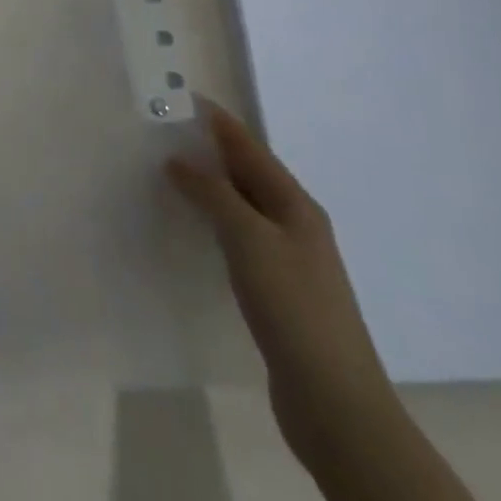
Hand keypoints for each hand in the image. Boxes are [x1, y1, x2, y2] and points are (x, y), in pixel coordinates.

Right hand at [168, 102, 399, 463]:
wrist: (334, 401)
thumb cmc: (292, 306)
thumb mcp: (248, 239)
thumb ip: (213, 194)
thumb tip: (179, 160)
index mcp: (295, 205)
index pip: (250, 148)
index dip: (218, 122)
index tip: (184, 98)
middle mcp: (296, 224)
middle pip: (248, 174)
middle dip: (211, 151)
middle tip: (166, 133)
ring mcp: (290, 260)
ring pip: (243, 207)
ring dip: (211, 187)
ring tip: (171, 173)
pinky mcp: (278, 291)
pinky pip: (240, 238)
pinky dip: (215, 222)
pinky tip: (195, 229)